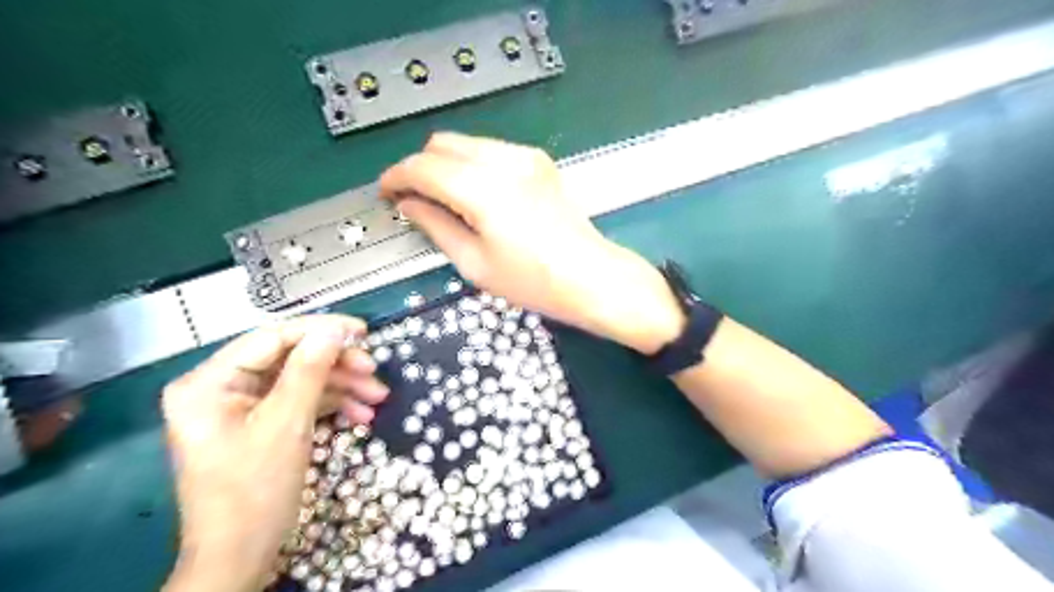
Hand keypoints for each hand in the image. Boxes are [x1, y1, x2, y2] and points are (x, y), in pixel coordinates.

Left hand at [165, 317, 389, 589]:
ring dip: (341, 386)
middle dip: (337, 365)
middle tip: (374, 372)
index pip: (272, 338)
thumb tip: (336, 329)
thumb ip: (310, 371)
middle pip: (290, 359)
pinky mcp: (260, 425)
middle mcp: (221, 388)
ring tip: (377, 398)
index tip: (363, 331)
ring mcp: (241, 408)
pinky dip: (331, 405)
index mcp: (209, 383)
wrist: (241, 558)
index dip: (320, 330)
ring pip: (301, 380)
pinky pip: (300, 402)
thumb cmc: (255, 492)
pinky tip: (361, 415)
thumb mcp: (287, 425)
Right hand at [378, 134, 683, 352]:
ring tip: (444, 199)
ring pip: (466, 143)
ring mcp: (525, 157)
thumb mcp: (475, 263)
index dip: (396, 177)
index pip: (422, 167)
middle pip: (441, 143)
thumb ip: (436, 226)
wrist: (592, 277)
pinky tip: (475, 195)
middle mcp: (504, 161)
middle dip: (419, 167)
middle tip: (413, 198)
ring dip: (445, 164)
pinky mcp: (539, 161)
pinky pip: (491, 150)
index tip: (386, 192)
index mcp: (483, 189)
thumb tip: (409, 205)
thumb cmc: (534, 281)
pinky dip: (472, 165)